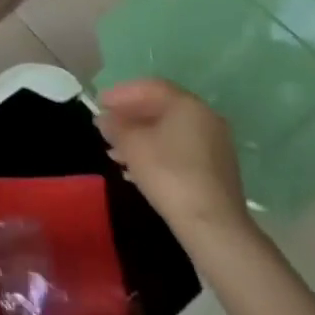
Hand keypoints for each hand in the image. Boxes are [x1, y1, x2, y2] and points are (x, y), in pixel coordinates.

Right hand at [95, 80, 253, 242]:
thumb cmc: (168, 173)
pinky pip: (179, 151)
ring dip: (140, 138)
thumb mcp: (131, 144)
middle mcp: (205, 118)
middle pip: (161, 109)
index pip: (150, 88)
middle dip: (129, 117)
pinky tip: (136, 169)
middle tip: (106, 127)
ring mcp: (214, 146)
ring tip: (114, 152)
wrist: (212, 226)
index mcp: (187, 105)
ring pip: (169, 132)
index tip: (99, 103)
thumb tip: (105, 119)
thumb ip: (115, 126)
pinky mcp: (216, 171)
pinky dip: (156, 153)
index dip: (120, 93)